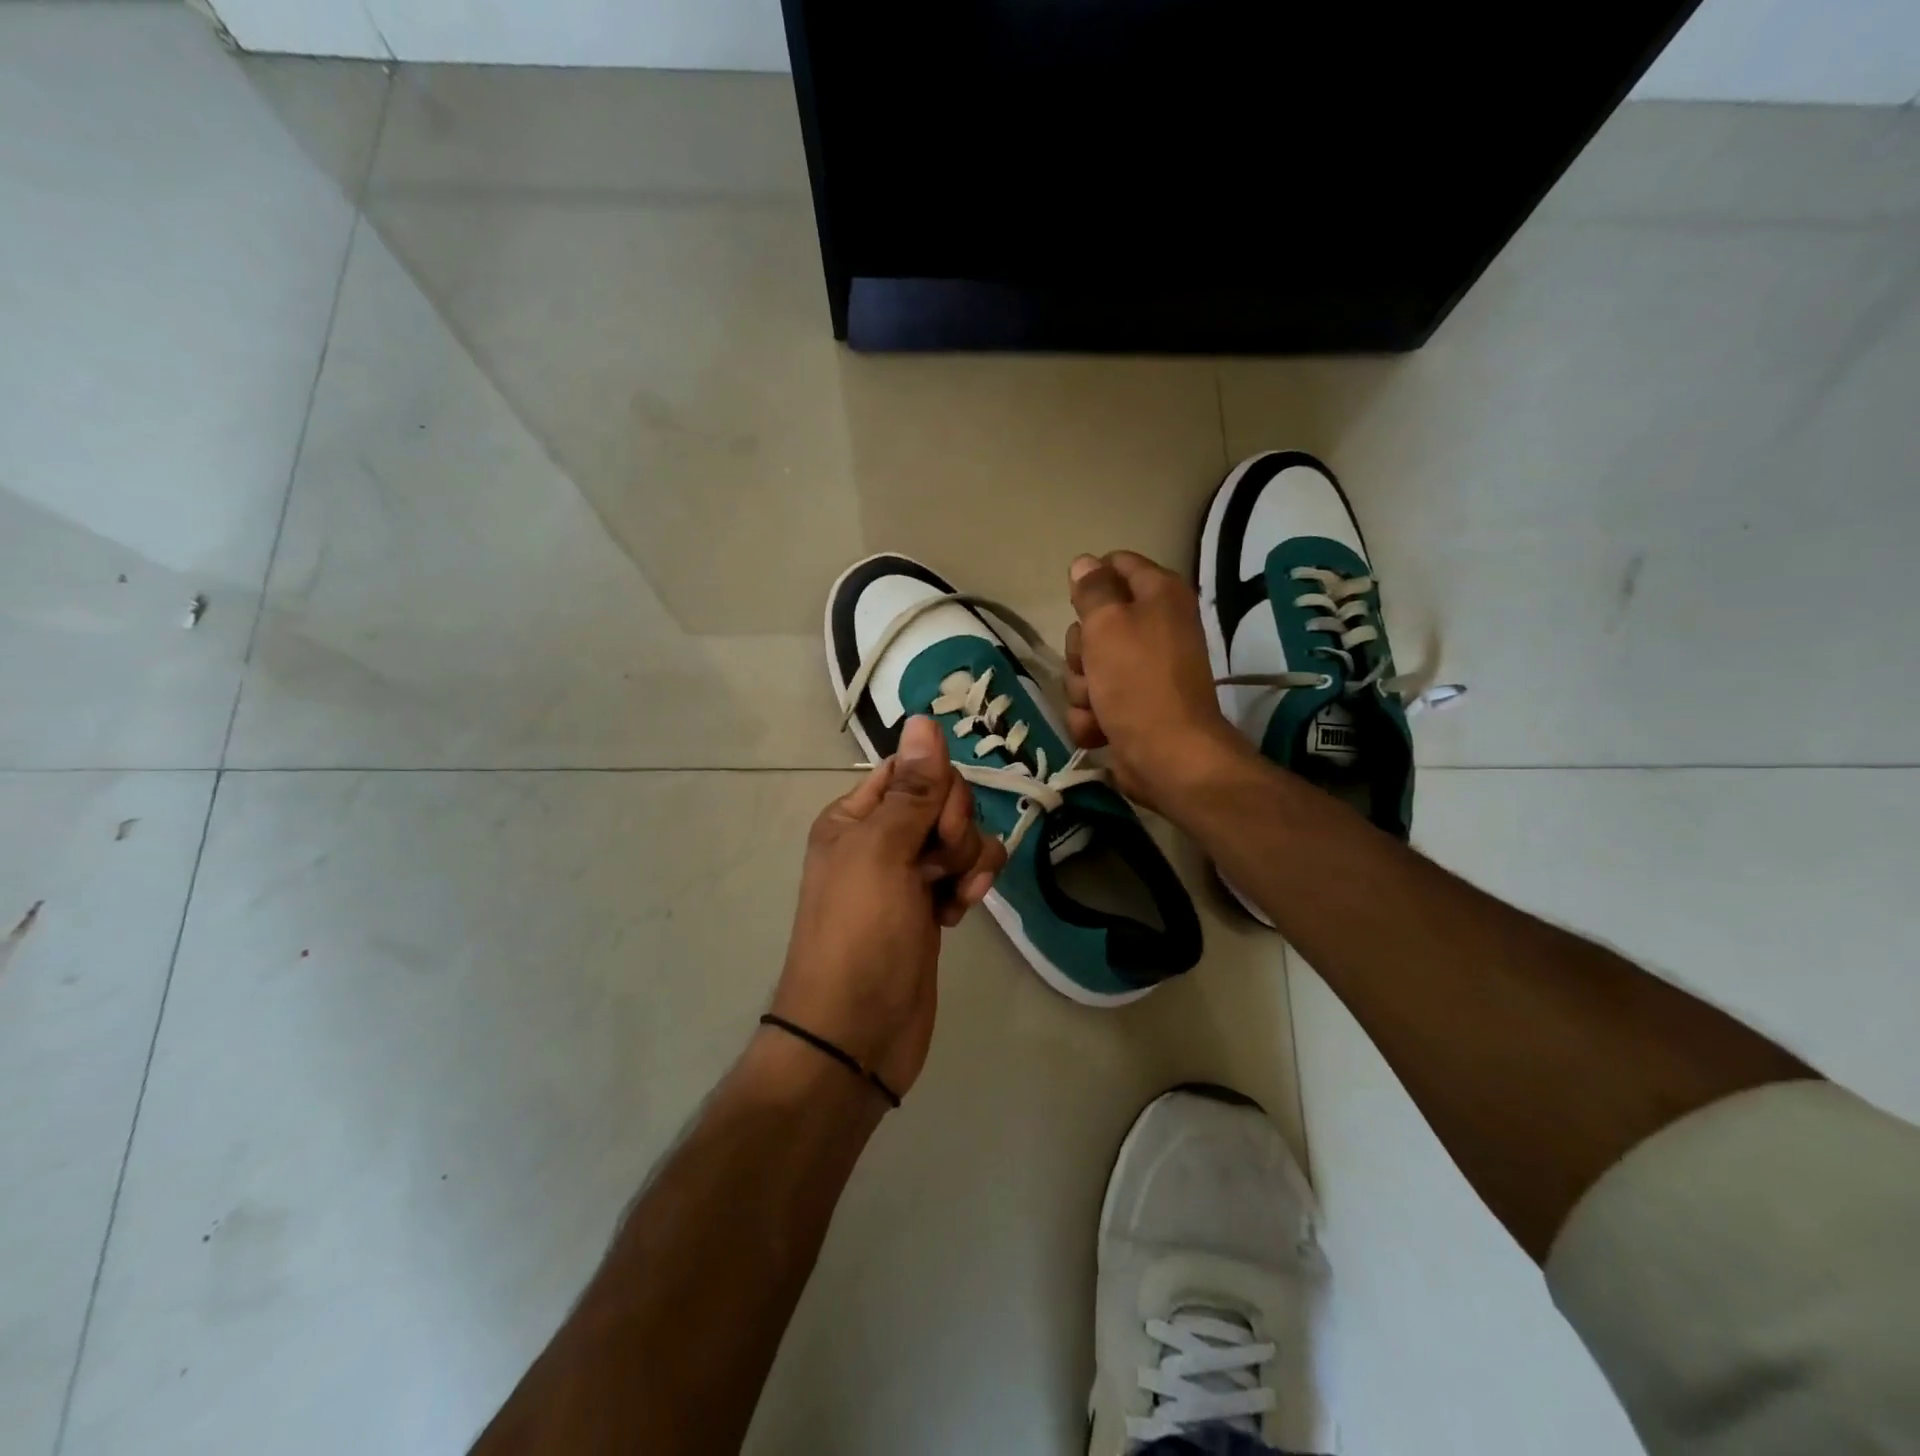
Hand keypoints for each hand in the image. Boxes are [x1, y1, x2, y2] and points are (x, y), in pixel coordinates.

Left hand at [771, 716, 1004, 1098]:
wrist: (857, 1034)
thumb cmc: (860, 936)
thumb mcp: (882, 853)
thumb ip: (911, 789)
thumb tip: (923, 718)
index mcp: (855, 816)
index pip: (911, 768)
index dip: (937, 788)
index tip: (938, 825)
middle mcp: (881, 837)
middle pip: (943, 799)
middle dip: (953, 829)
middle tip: (936, 868)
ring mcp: (909, 873)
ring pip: (962, 835)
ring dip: (968, 861)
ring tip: (951, 898)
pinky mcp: (933, 905)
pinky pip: (968, 871)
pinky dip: (970, 886)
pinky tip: (958, 915)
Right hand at [1064, 550, 1251, 811]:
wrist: (1166, 756)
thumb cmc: (1138, 681)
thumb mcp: (1107, 624)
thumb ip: (1093, 589)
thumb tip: (1085, 563)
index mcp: (1159, 595)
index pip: (1116, 564)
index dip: (1090, 582)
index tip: (1078, 606)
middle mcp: (1154, 627)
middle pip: (1093, 622)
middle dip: (1080, 650)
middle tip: (1092, 664)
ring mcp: (1142, 670)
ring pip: (1087, 666)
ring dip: (1083, 689)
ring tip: (1099, 705)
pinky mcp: (1130, 706)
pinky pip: (1093, 701)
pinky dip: (1091, 717)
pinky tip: (1099, 729)